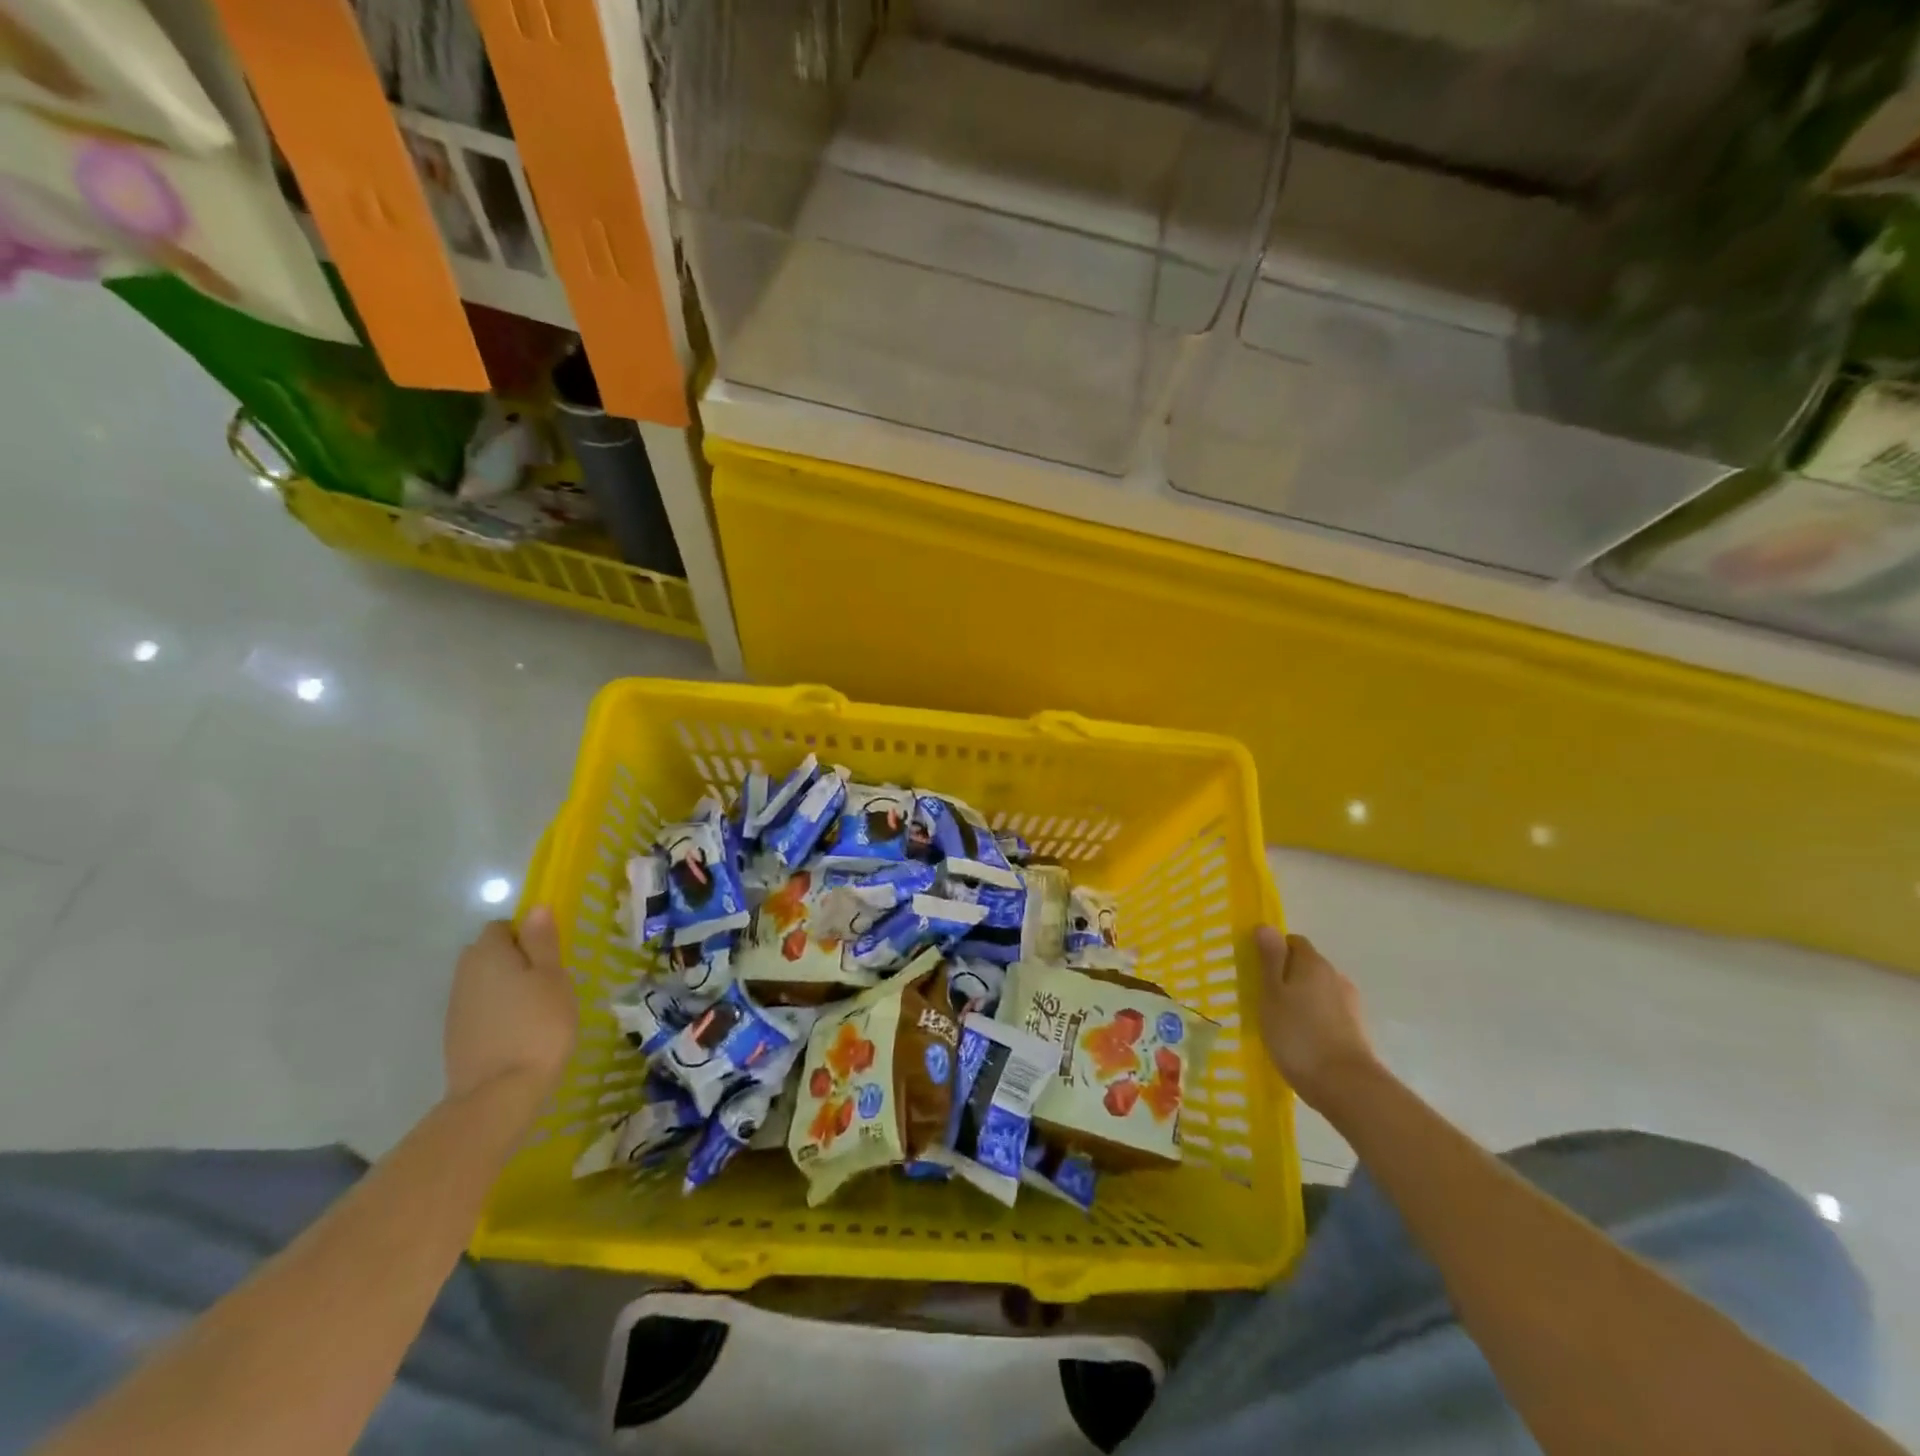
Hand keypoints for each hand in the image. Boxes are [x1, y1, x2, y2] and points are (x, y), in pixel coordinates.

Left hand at [444, 907, 576, 1111]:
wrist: (499, 1093)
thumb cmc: (538, 1025)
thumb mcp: (553, 976)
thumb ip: (542, 941)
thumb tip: (535, 908)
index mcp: (488, 953)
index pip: (502, 926)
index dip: (527, 934)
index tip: (551, 955)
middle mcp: (464, 974)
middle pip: (488, 953)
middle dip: (515, 959)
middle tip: (548, 980)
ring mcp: (456, 1007)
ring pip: (484, 982)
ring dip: (507, 986)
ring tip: (538, 1008)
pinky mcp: (456, 1035)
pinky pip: (481, 1008)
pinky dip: (498, 1012)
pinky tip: (519, 1031)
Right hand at [1255, 926, 1378, 1111]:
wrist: (1345, 1086)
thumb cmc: (1298, 1034)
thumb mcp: (1272, 994)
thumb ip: (1269, 960)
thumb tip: (1266, 926)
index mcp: (1313, 963)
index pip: (1293, 942)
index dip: (1274, 951)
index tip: (1257, 970)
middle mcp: (1336, 977)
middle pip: (1307, 966)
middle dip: (1287, 976)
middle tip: (1264, 997)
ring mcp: (1350, 1005)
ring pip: (1318, 992)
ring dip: (1302, 999)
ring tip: (1281, 1022)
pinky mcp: (1356, 1030)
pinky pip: (1328, 1014)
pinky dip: (1314, 1019)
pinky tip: (1301, 1039)